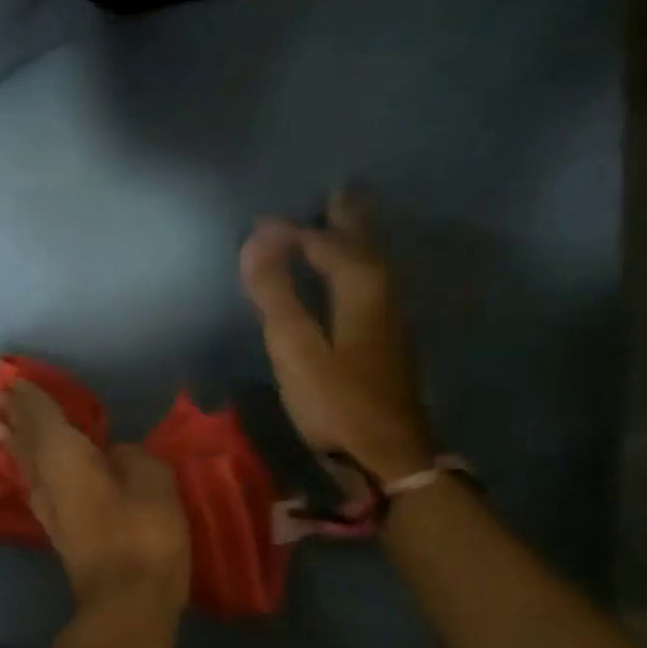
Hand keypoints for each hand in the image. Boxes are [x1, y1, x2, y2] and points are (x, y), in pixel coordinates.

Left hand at [0, 382, 189, 613]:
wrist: (127, 601)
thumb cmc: (142, 534)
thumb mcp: (153, 482)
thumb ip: (132, 459)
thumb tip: (115, 455)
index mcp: (65, 457)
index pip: (43, 418)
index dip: (32, 399)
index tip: (17, 382)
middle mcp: (47, 479)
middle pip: (27, 441)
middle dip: (16, 418)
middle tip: (1, 398)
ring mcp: (49, 509)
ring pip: (26, 466)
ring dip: (14, 444)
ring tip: (0, 427)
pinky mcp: (59, 531)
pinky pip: (36, 485)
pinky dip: (28, 468)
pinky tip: (30, 471)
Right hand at [239, 188, 433, 482]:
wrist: (388, 455)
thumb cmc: (336, 401)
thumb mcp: (296, 348)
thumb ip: (275, 294)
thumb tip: (256, 241)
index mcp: (362, 287)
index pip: (325, 243)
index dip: (291, 231)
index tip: (258, 225)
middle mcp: (383, 294)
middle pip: (364, 245)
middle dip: (348, 218)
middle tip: (337, 192)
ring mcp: (390, 320)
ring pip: (374, 265)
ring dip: (357, 241)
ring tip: (344, 224)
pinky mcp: (387, 343)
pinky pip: (372, 286)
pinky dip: (358, 268)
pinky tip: (352, 280)